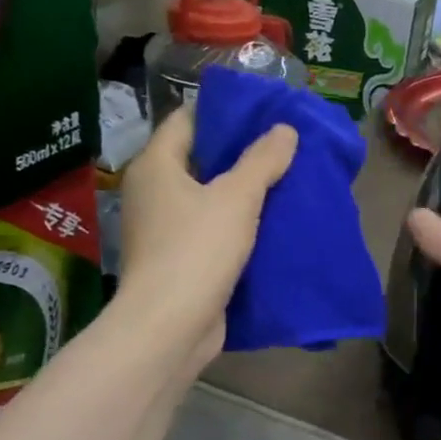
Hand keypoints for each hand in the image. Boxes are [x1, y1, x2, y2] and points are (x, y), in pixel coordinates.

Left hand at [118, 108, 296, 366]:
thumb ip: (262, 160)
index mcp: (156, 166)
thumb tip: (285, 129)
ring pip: (209, 197)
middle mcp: (153, 192)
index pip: (188, 120)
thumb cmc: (197, 250)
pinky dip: (238, 223)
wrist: (170, 327)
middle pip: (200, 158)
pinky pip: (212, 229)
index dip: (225, 112)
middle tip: (285, 146)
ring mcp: (164, 228)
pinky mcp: (179, 259)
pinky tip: (273, 222)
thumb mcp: (237, 197)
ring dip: (243, 191)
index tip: (264, 112)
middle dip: (241, 153)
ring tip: (287, 179)